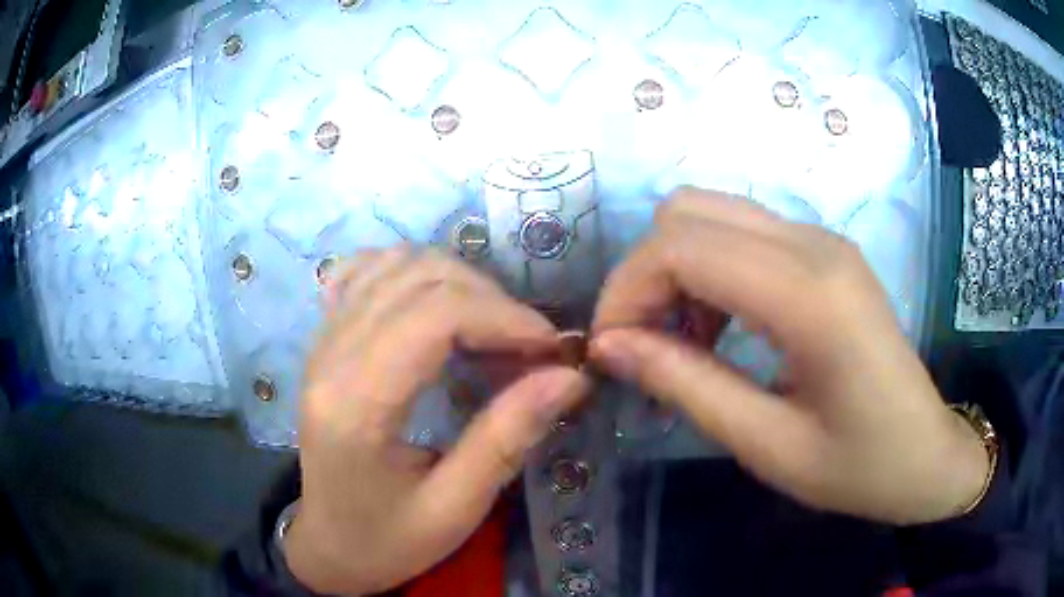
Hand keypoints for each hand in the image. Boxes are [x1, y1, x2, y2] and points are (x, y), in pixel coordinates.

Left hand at [285, 247, 587, 593]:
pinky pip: (367, 271)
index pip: (435, 316)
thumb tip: (569, 377)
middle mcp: (331, 356)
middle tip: (532, 348)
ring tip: (492, 329)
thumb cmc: (388, 540)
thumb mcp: (454, 508)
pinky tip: (433, 305)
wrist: (327, 543)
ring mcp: (322, 339)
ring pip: (398, 263)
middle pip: (421, 279)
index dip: (505, 318)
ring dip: (459, 283)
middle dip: (493, 301)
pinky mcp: (325, 338)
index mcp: (357, 404)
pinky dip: (412, 273)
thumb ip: (506, 438)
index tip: (552, 351)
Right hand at [589, 188, 988, 524]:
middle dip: (644, 273)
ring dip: (675, 268)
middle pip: (688, 211)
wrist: (926, 454)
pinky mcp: (825, 251)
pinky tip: (719, 326)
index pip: (681, 246)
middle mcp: (814, 243)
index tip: (610, 350)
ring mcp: (822, 239)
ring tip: (681, 340)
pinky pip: (742, 233)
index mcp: (809, 295)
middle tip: (641, 343)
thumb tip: (609, 346)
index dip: (626, 290)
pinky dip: (708, 269)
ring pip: (711, 213)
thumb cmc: (858, 467)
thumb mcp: (767, 445)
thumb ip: (686, 385)